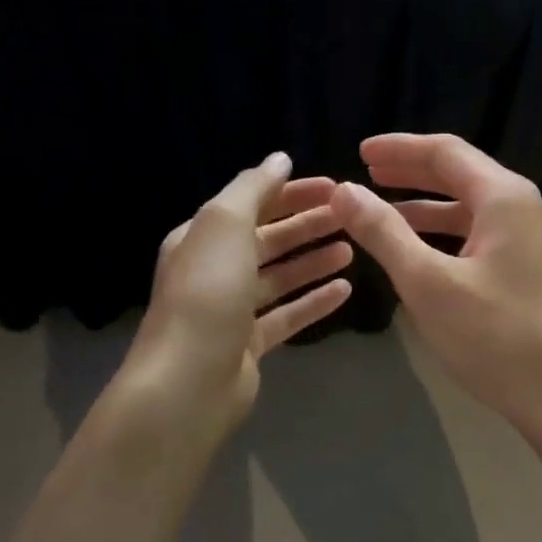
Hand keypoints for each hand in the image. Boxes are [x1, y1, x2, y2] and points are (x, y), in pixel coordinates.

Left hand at [126, 152, 353, 434]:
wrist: (188, 382)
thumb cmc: (207, 293)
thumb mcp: (224, 224)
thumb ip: (253, 188)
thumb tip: (280, 158)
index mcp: (202, 237)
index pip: (253, 204)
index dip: (293, 192)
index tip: (336, 186)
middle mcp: (215, 269)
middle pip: (269, 239)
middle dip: (309, 224)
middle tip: (352, 216)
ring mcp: (232, 310)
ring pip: (281, 277)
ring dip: (314, 261)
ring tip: (353, 250)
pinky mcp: (250, 344)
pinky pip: (288, 314)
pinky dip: (314, 301)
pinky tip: (346, 291)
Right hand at [330, 134, 541, 440]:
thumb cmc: (494, 338)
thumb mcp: (428, 283)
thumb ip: (384, 232)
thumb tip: (344, 190)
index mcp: (504, 198)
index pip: (446, 152)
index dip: (399, 149)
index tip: (359, 152)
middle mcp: (523, 208)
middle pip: (460, 174)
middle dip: (411, 172)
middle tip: (366, 172)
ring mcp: (531, 239)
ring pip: (469, 207)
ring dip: (425, 206)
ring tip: (381, 210)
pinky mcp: (530, 268)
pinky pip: (480, 235)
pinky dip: (445, 234)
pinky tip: (418, 250)